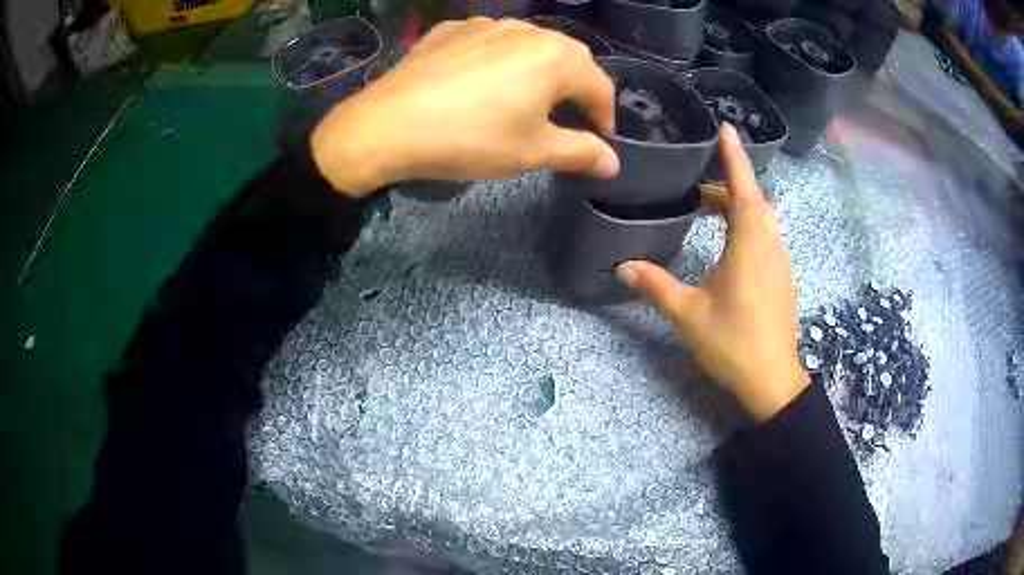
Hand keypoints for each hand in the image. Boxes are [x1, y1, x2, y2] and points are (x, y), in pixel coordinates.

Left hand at [311, 17, 618, 196]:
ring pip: (529, 44)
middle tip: (567, 117)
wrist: (387, 126)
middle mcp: (526, 31)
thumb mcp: (532, 151)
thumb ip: (580, 152)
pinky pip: (489, 41)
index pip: (600, 85)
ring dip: (539, 69)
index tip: (599, 141)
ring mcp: (485, 25)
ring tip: (526, 96)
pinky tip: (482, 80)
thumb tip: (613, 162)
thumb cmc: (470, 139)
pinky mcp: (451, 30)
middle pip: (568, 57)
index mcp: (555, 57)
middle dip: (577, 88)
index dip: (606, 116)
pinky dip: (499, 59)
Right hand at [616, 125, 809, 421]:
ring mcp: (781, 261)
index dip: (735, 157)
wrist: (772, 380)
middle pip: (754, 200)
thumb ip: (656, 286)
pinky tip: (730, 239)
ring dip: (740, 204)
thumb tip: (623, 266)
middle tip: (699, 180)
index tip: (727, 129)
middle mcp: (770, 245)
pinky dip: (749, 224)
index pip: (743, 189)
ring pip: (763, 218)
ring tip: (710, 205)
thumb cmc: (733, 343)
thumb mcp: (689, 314)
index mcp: (749, 246)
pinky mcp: (783, 277)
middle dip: (730, 182)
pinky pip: (767, 235)